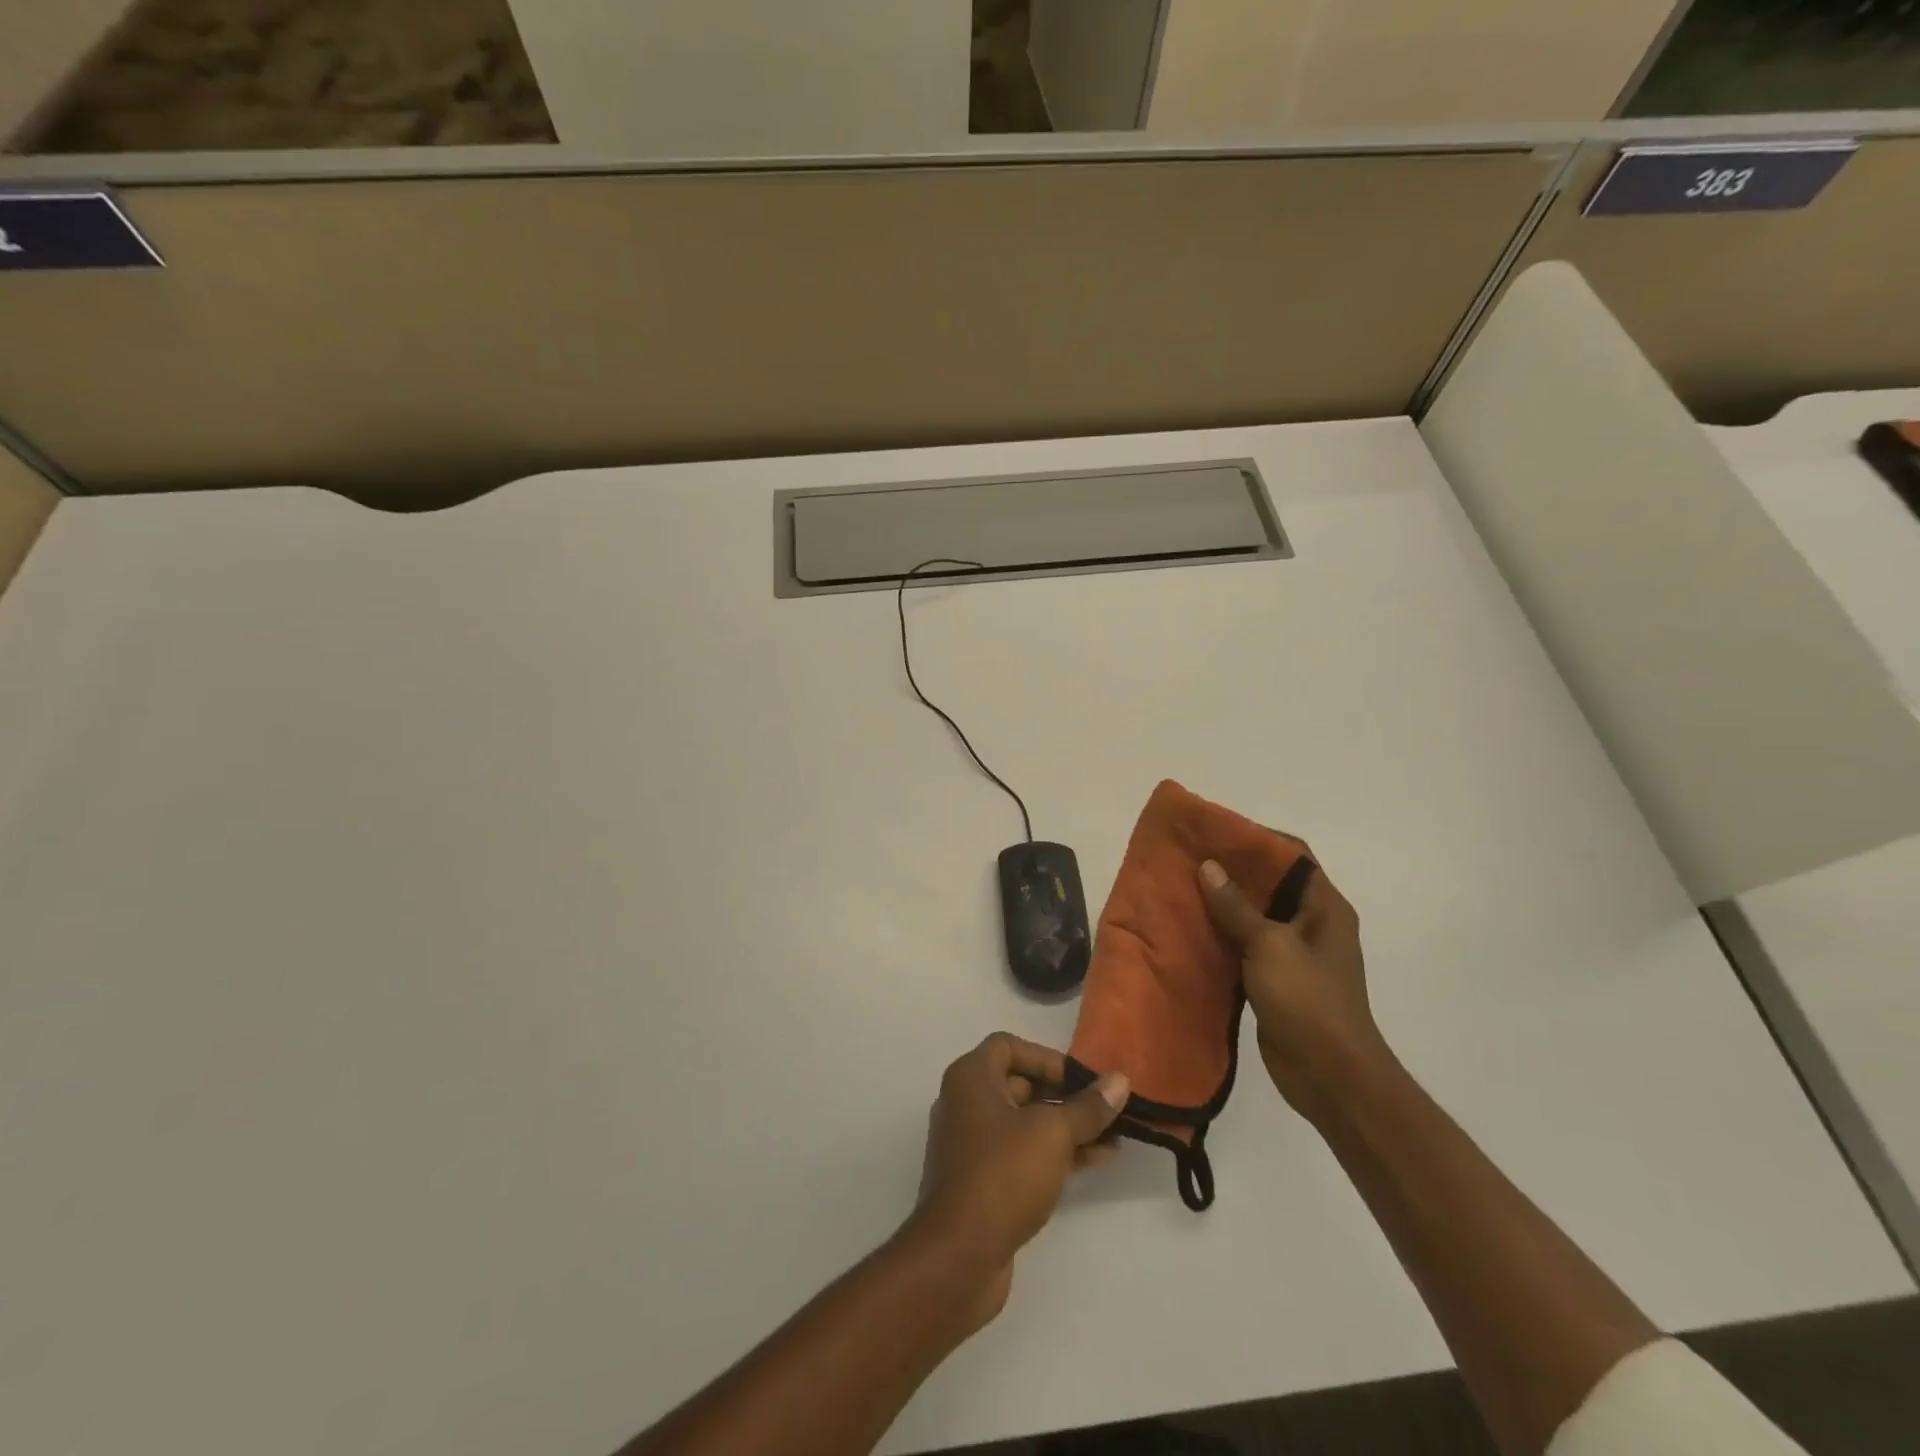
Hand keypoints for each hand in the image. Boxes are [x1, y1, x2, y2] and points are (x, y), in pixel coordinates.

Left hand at [909, 1034, 1127, 1330]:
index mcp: (970, 1078)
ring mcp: (971, 1144)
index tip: (1081, 1078)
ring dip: (1066, 1127)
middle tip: (1104, 1109)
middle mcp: (965, 1103)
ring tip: (1113, 1138)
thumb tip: (1119, 1080)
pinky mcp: (981, 1181)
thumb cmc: (1002, 1174)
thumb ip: (1087, 1107)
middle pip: (1019, 1084)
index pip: (1008, 1046)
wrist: (958, 1256)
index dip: (1046, 1057)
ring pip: (1025, 1123)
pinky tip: (1095, 1162)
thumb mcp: (1052, 1134)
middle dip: (1064, 1095)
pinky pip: (1022, 1153)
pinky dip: (1054, 1153)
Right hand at [1198, 855, 1385, 1123]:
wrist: (1330, 1076)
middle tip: (1189, 858)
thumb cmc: (1308, 1001)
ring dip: (1223, 904)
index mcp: (1324, 907)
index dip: (1257, 839)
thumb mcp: (1269, 946)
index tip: (1216, 832)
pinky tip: (1189, 930)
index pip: (1293, 856)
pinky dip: (1221, 936)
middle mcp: (1311, 924)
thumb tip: (1208, 866)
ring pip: (1254, 916)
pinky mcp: (1275, 980)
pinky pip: (1245, 946)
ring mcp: (1294, 954)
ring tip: (1181, 888)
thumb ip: (1236, 907)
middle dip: (1232, 870)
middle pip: (1271, 884)